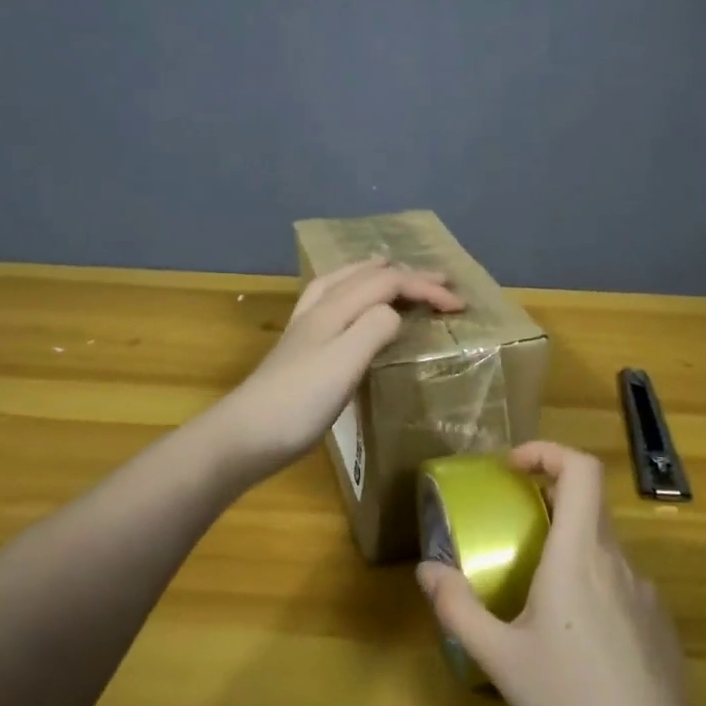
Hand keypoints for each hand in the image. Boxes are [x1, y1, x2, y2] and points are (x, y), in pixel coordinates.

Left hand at [217, 258, 463, 477]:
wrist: (245, 436)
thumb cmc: (299, 402)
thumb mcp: (345, 363)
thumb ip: (374, 328)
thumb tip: (396, 312)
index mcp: (335, 309)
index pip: (388, 282)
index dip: (426, 288)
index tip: (459, 305)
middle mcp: (320, 308)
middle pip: (368, 276)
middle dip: (408, 275)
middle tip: (442, 281)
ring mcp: (307, 326)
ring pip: (345, 282)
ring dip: (376, 273)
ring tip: (393, 269)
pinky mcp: (301, 347)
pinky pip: (332, 300)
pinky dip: (352, 290)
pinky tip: (350, 304)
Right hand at [417, 442, 703, 705]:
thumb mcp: (501, 660)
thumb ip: (459, 608)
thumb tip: (427, 569)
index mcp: (579, 553)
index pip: (581, 468)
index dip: (548, 451)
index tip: (513, 467)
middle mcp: (618, 559)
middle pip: (588, 503)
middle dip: (547, 501)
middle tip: (511, 529)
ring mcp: (645, 592)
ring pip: (603, 546)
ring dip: (568, 548)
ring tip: (535, 594)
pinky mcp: (659, 624)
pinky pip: (620, 582)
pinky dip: (591, 584)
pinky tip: (574, 641)